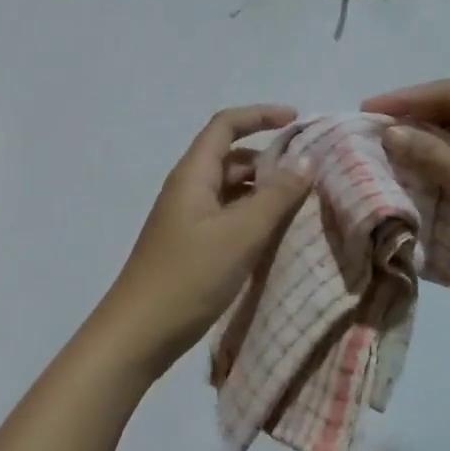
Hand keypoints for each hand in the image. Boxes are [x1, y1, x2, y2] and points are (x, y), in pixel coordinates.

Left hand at [97, 105, 314, 376]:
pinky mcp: (191, 246)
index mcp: (193, 175)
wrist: (137, 334)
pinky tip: (277, 235)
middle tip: (311, 173)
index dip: (261, 116)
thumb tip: (306, 161)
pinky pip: (228, 217)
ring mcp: (188, 219)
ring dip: (264, 190)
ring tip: (303, 204)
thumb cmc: (188, 277)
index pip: (226, 125)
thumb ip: (276, 196)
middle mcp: (189, 189)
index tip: (298, 121)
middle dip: (270, 158)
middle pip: (231, 157)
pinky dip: (253, 217)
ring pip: (232, 190)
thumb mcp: (240, 234)